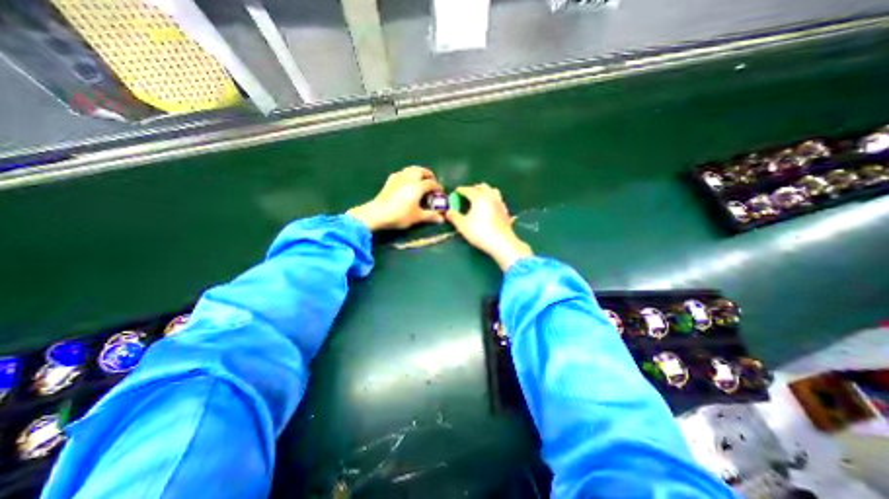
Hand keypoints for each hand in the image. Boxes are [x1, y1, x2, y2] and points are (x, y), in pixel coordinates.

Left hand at [346, 165, 443, 231]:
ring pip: (411, 169)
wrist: (378, 213)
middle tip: (432, 183)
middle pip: (422, 171)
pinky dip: (407, 175)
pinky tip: (406, 181)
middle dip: (429, 175)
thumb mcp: (417, 217)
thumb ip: (431, 216)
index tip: (441, 194)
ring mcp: (398, 177)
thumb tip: (442, 218)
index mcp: (418, 186)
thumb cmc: (400, 215)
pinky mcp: (390, 180)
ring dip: (418, 172)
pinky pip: (401, 173)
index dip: (438, 188)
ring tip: (421, 180)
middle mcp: (410, 178)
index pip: (432, 183)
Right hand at [449, 183, 530, 270]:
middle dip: (473, 188)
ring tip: (479, 198)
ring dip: (484, 191)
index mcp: (479, 197)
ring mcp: (500, 203)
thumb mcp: (462, 225)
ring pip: (492, 191)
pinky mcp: (505, 211)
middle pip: (482, 187)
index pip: (468, 190)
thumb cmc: (480, 232)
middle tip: (467, 194)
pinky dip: (491, 199)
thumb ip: (453, 216)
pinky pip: (497, 199)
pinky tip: (489, 207)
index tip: (456, 191)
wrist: (502, 242)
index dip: (460, 190)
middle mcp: (490, 196)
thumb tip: (448, 212)